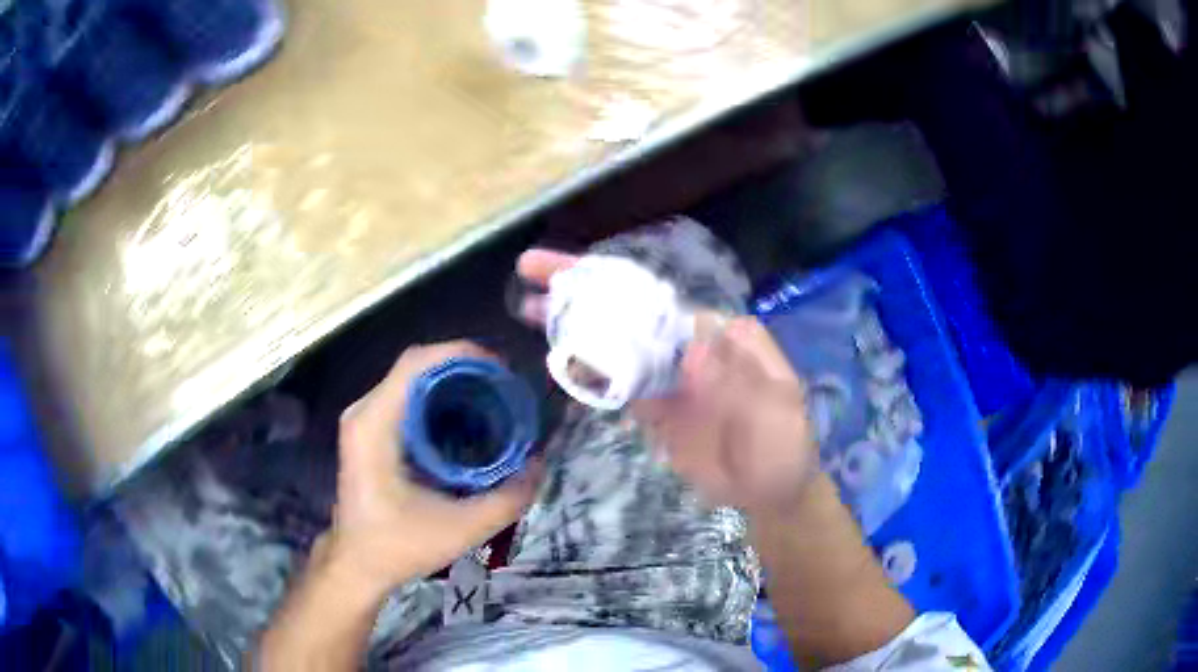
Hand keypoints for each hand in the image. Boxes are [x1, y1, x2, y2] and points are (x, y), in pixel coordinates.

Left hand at [323, 342, 541, 597]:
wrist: (357, 565)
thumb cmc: (398, 546)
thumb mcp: (461, 529)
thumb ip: (507, 499)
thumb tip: (539, 464)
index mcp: (375, 424)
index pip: (417, 363)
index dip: (461, 354)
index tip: (502, 370)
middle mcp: (364, 412)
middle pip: (417, 367)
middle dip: (464, 370)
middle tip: (504, 390)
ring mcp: (363, 420)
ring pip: (413, 381)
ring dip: (452, 384)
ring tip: (492, 402)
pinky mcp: (368, 431)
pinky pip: (407, 399)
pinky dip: (439, 401)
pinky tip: (465, 421)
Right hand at [517, 249, 818, 513]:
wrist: (770, 493)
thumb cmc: (784, 447)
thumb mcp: (777, 410)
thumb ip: (740, 377)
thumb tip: (693, 340)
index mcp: (719, 334)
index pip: (662, 300)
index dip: (615, 282)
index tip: (571, 272)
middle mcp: (687, 346)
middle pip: (629, 311)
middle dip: (580, 289)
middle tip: (530, 271)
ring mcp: (665, 377)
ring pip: (614, 343)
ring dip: (573, 325)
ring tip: (528, 309)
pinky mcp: (652, 408)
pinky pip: (614, 384)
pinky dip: (585, 371)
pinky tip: (554, 359)